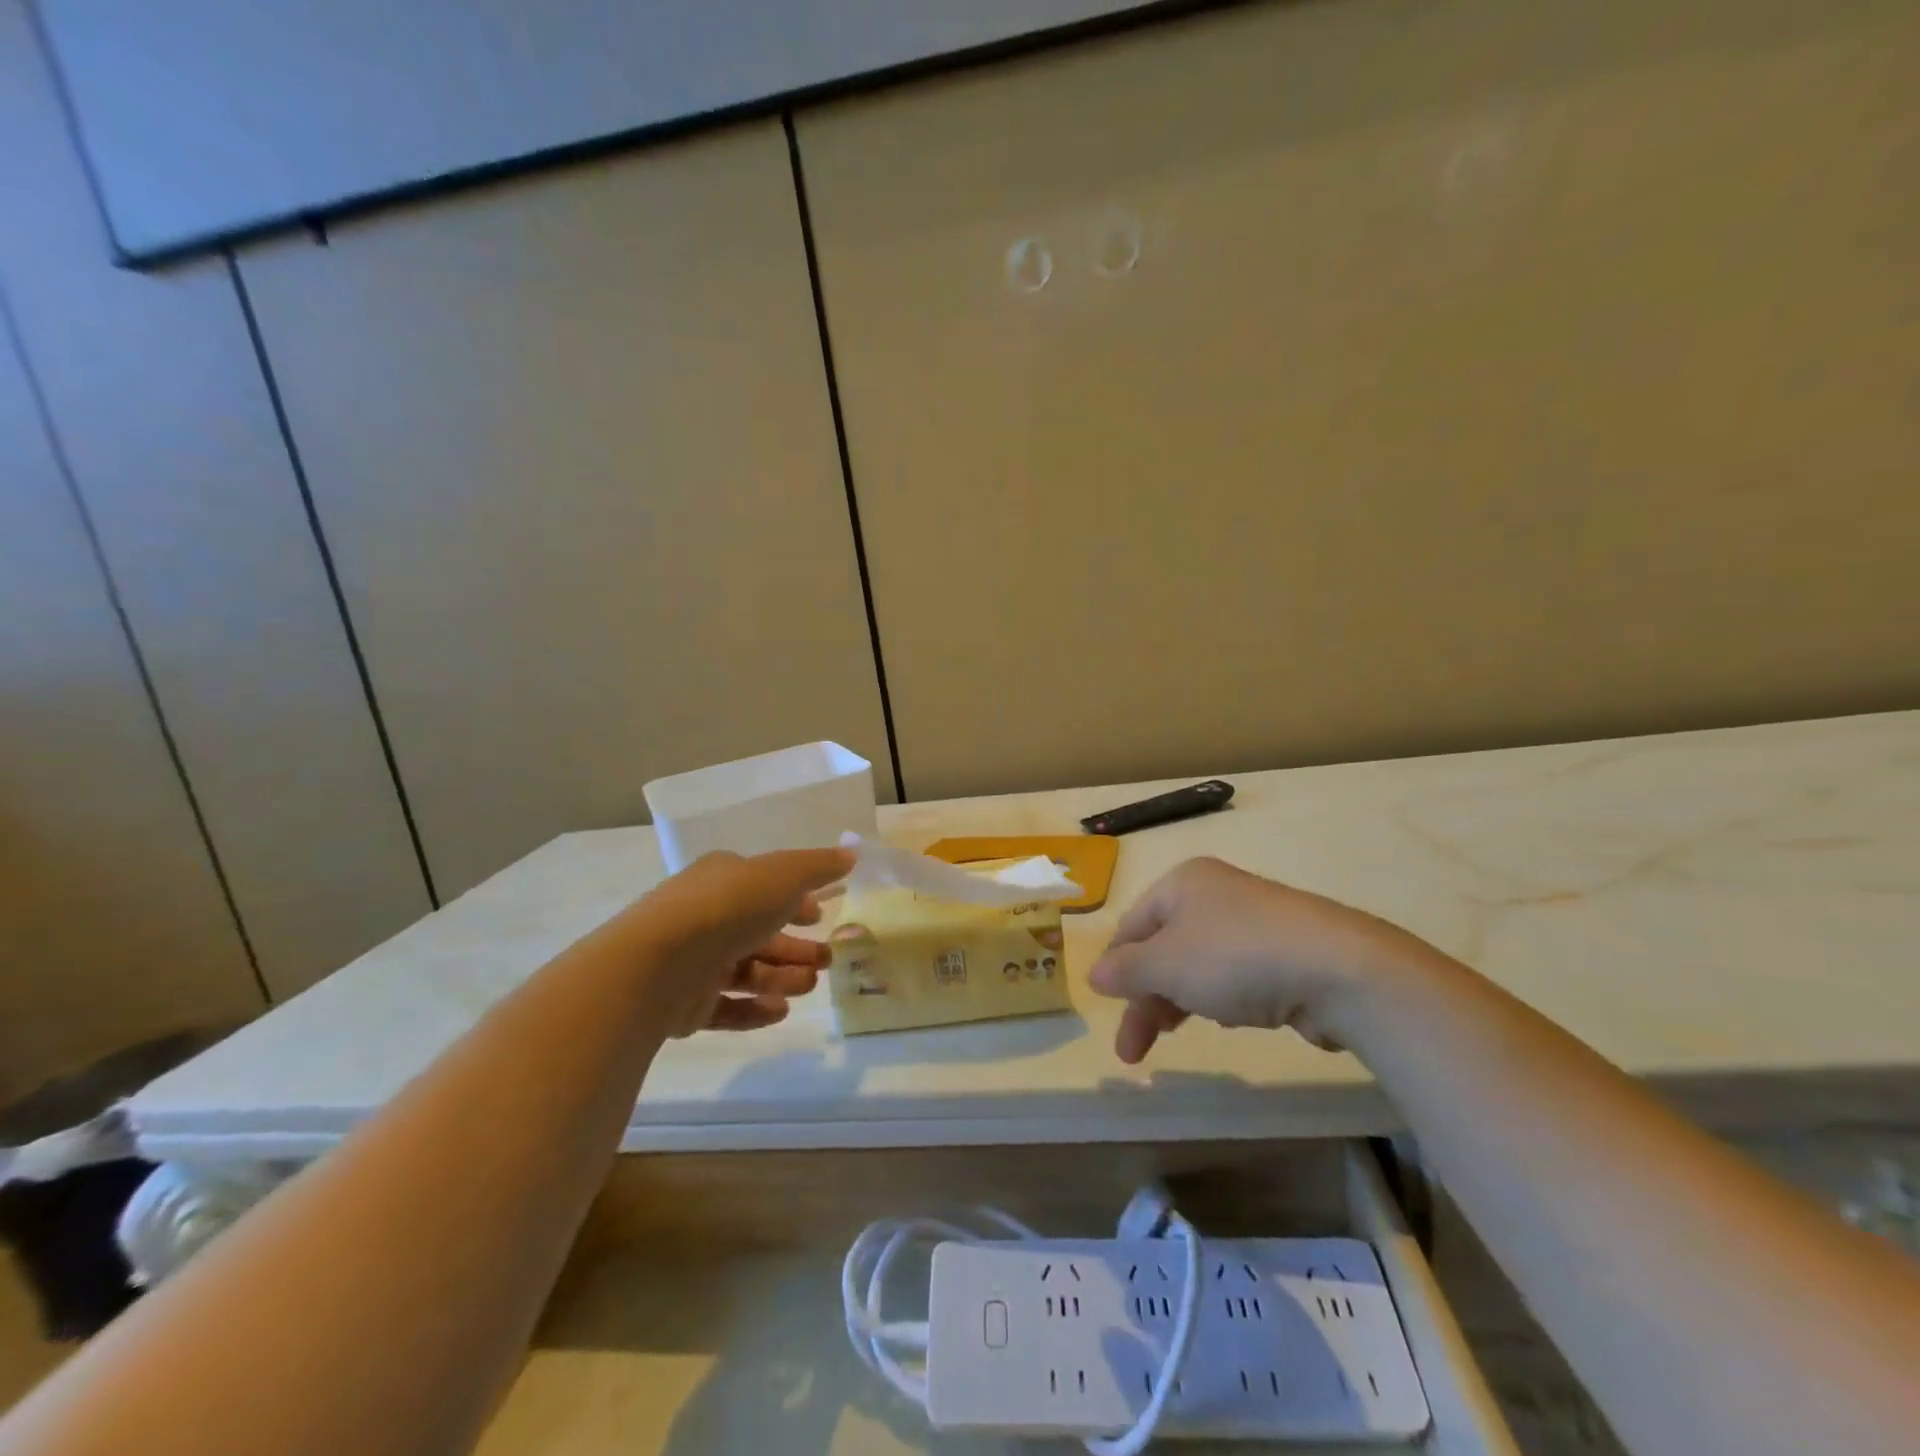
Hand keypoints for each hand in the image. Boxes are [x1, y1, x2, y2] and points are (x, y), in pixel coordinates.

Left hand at [619, 847, 853, 1036]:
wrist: (656, 965)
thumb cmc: (727, 908)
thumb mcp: (783, 875)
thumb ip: (818, 867)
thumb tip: (851, 854)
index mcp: (722, 879)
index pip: (764, 887)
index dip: (795, 901)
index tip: (819, 916)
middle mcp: (706, 916)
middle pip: (759, 932)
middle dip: (796, 946)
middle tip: (828, 960)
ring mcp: (692, 961)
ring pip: (746, 970)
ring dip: (782, 977)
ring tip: (809, 986)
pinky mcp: (684, 1004)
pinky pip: (726, 1006)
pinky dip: (754, 1009)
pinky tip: (781, 1012)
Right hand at [1088, 856, 1435, 1062]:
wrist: (1339, 971)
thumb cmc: (1235, 958)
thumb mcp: (1165, 964)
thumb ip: (1125, 971)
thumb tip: (1094, 974)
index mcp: (1182, 883)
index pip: (1131, 925)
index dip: (1115, 967)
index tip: (1108, 1009)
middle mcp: (1215, 894)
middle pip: (1162, 948)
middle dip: (1145, 998)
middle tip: (1133, 1051)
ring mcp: (1253, 922)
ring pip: (1196, 964)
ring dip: (1177, 1001)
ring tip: (1174, 1035)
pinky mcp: (1283, 952)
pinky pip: (1234, 975)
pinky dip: (1218, 998)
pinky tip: (1226, 1019)